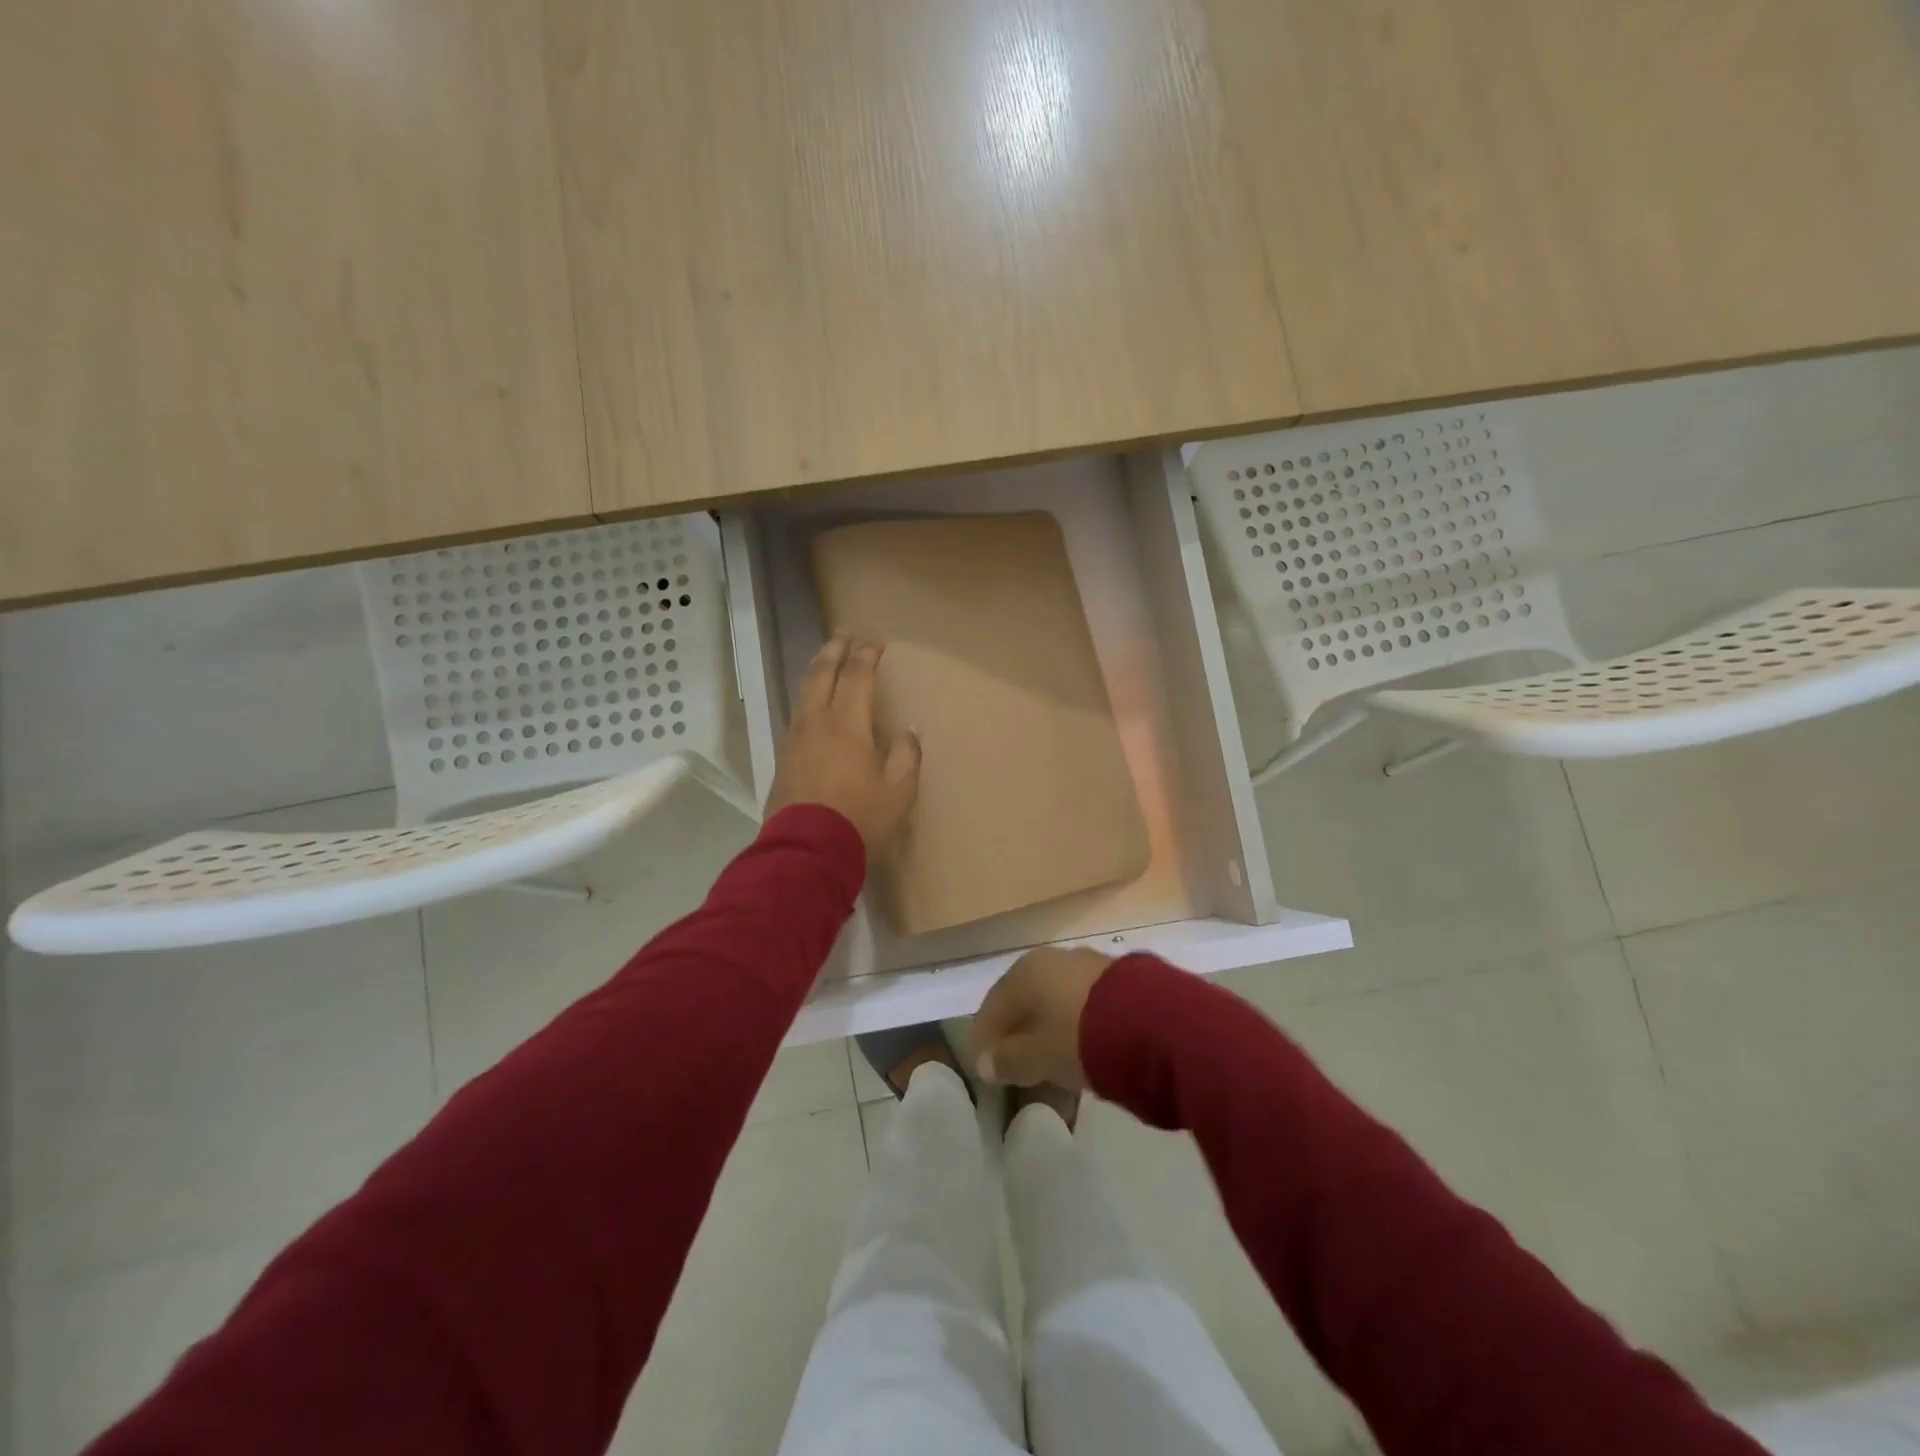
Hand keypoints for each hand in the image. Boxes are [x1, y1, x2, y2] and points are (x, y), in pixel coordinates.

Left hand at [766, 636, 921, 857]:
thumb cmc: (860, 820)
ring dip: (818, 670)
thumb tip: (908, 731)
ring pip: (804, 693)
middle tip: (845, 633)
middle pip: (822, 674)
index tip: (875, 642)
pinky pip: (797, 715)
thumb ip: (905, 757)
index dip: (867, 655)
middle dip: (835, 649)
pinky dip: (809, 698)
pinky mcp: (783, 759)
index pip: (857, 676)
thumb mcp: (898, 792)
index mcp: (847, 725)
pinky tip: (813, 705)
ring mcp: (795, 740)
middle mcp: (817, 723)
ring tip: (827, 660)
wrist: (806, 852)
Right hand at [968, 946, 1113, 1090]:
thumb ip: (1008, 1060)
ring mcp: (1089, 964)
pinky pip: (1084, 1003)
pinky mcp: (1120, 978)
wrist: (1153, 1023)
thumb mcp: (1037, 1056)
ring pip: (1056, 999)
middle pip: (1025, 999)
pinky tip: (1082, 1047)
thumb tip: (985, 1063)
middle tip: (1015, 1064)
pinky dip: (1075, 1024)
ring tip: (1051, 1061)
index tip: (984, 1067)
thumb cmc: (1079, 1037)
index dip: (984, 1037)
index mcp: (1025, 971)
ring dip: (1048, 1027)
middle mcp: (1053, 959)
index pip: (993, 1005)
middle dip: (1018, 1030)